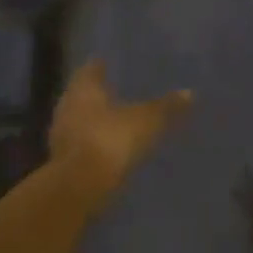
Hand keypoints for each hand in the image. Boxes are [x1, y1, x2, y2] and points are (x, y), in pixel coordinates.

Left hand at [47, 60, 190, 193]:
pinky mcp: (61, 161)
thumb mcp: (146, 121)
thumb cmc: (111, 139)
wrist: (78, 188)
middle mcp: (68, 105)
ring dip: (94, 118)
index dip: (100, 66)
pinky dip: (93, 141)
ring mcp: (61, 134)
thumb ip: (166, 106)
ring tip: (115, 118)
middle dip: (98, 92)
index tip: (109, 64)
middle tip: (116, 88)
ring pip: (79, 118)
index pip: (91, 69)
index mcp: (85, 88)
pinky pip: (80, 142)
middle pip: (82, 93)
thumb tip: (190, 92)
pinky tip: (108, 145)